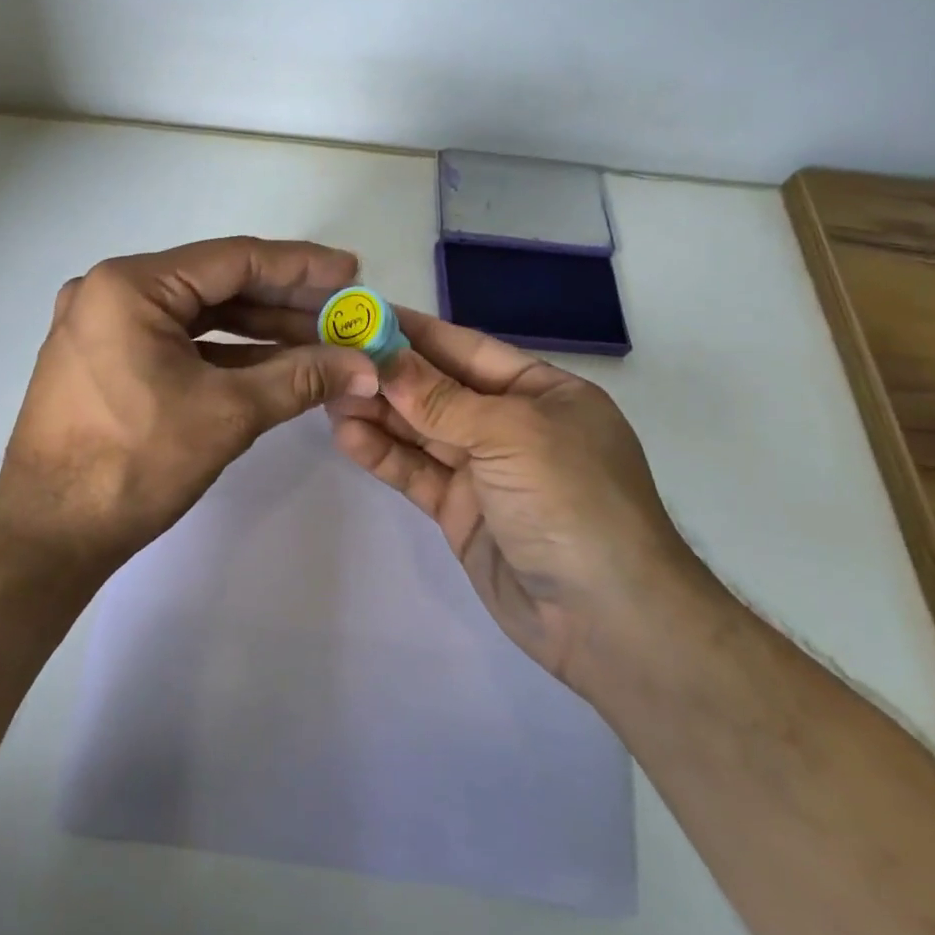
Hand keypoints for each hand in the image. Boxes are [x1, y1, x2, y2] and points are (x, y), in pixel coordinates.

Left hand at [0, 237, 381, 579]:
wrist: (49, 535)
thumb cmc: (133, 464)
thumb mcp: (227, 414)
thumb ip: (300, 379)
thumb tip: (366, 366)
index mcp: (129, 286)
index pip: (233, 260)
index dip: (301, 266)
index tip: (352, 273)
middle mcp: (109, 291)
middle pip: (215, 285)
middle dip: (284, 302)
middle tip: (342, 312)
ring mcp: (101, 326)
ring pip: (196, 316)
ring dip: (258, 330)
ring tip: (320, 340)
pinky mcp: (103, 359)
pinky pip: (175, 342)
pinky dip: (223, 353)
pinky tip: (272, 363)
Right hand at [328, 309, 701, 689]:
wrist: (606, 619)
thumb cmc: (572, 501)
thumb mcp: (510, 434)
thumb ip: (441, 399)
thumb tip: (385, 359)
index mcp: (541, 392)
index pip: (466, 349)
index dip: (414, 331)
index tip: (362, 315)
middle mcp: (512, 425)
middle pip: (438, 389)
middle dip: (388, 374)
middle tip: (330, 358)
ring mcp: (486, 471)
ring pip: (421, 432)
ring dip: (378, 413)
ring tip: (328, 396)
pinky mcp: (462, 512)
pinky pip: (417, 473)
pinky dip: (384, 456)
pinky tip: (347, 437)